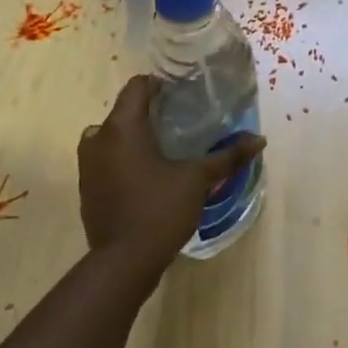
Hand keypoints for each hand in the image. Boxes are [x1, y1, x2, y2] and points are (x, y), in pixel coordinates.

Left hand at [79, 76, 265, 270]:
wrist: (123, 262)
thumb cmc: (160, 210)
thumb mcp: (197, 180)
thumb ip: (227, 157)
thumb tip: (259, 139)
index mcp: (122, 128)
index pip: (137, 87)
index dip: (160, 85)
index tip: (183, 93)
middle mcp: (98, 139)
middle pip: (124, 111)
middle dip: (151, 112)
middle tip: (182, 120)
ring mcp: (88, 165)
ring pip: (113, 136)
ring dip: (135, 136)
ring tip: (166, 147)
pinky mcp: (88, 187)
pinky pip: (107, 159)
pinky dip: (125, 158)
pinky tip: (148, 174)